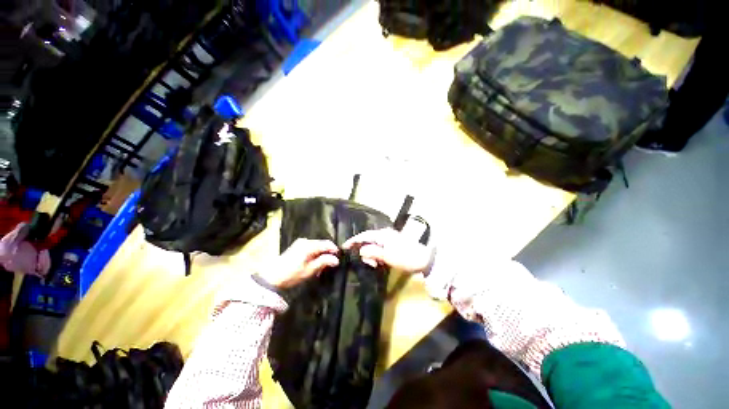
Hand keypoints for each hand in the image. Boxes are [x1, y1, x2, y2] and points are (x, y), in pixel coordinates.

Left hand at [257, 239, 339, 287]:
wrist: (272, 277)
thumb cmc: (292, 274)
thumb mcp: (309, 270)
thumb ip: (324, 262)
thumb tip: (336, 260)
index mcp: (309, 245)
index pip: (327, 244)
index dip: (335, 250)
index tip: (339, 259)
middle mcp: (305, 241)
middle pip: (322, 245)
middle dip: (327, 254)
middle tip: (329, 266)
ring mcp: (300, 243)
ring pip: (317, 247)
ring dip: (321, 255)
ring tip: (320, 268)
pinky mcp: (297, 246)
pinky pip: (311, 248)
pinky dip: (314, 255)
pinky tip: (313, 265)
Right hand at [343, 228, 432, 273]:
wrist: (425, 259)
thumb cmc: (406, 257)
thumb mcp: (388, 256)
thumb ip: (373, 252)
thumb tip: (360, 250)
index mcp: (382, 234)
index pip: (363, 235)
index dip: (353, 241)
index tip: (343, 247)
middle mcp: (384, 234)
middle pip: (367, 240)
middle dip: (363, 250)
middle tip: (365, 262)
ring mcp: (389, 239)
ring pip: (373, 245)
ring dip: (370, 254)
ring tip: (373, 264)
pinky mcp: (392, 245)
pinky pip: (379, 248)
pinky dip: (376, 255)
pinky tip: (378, 262)